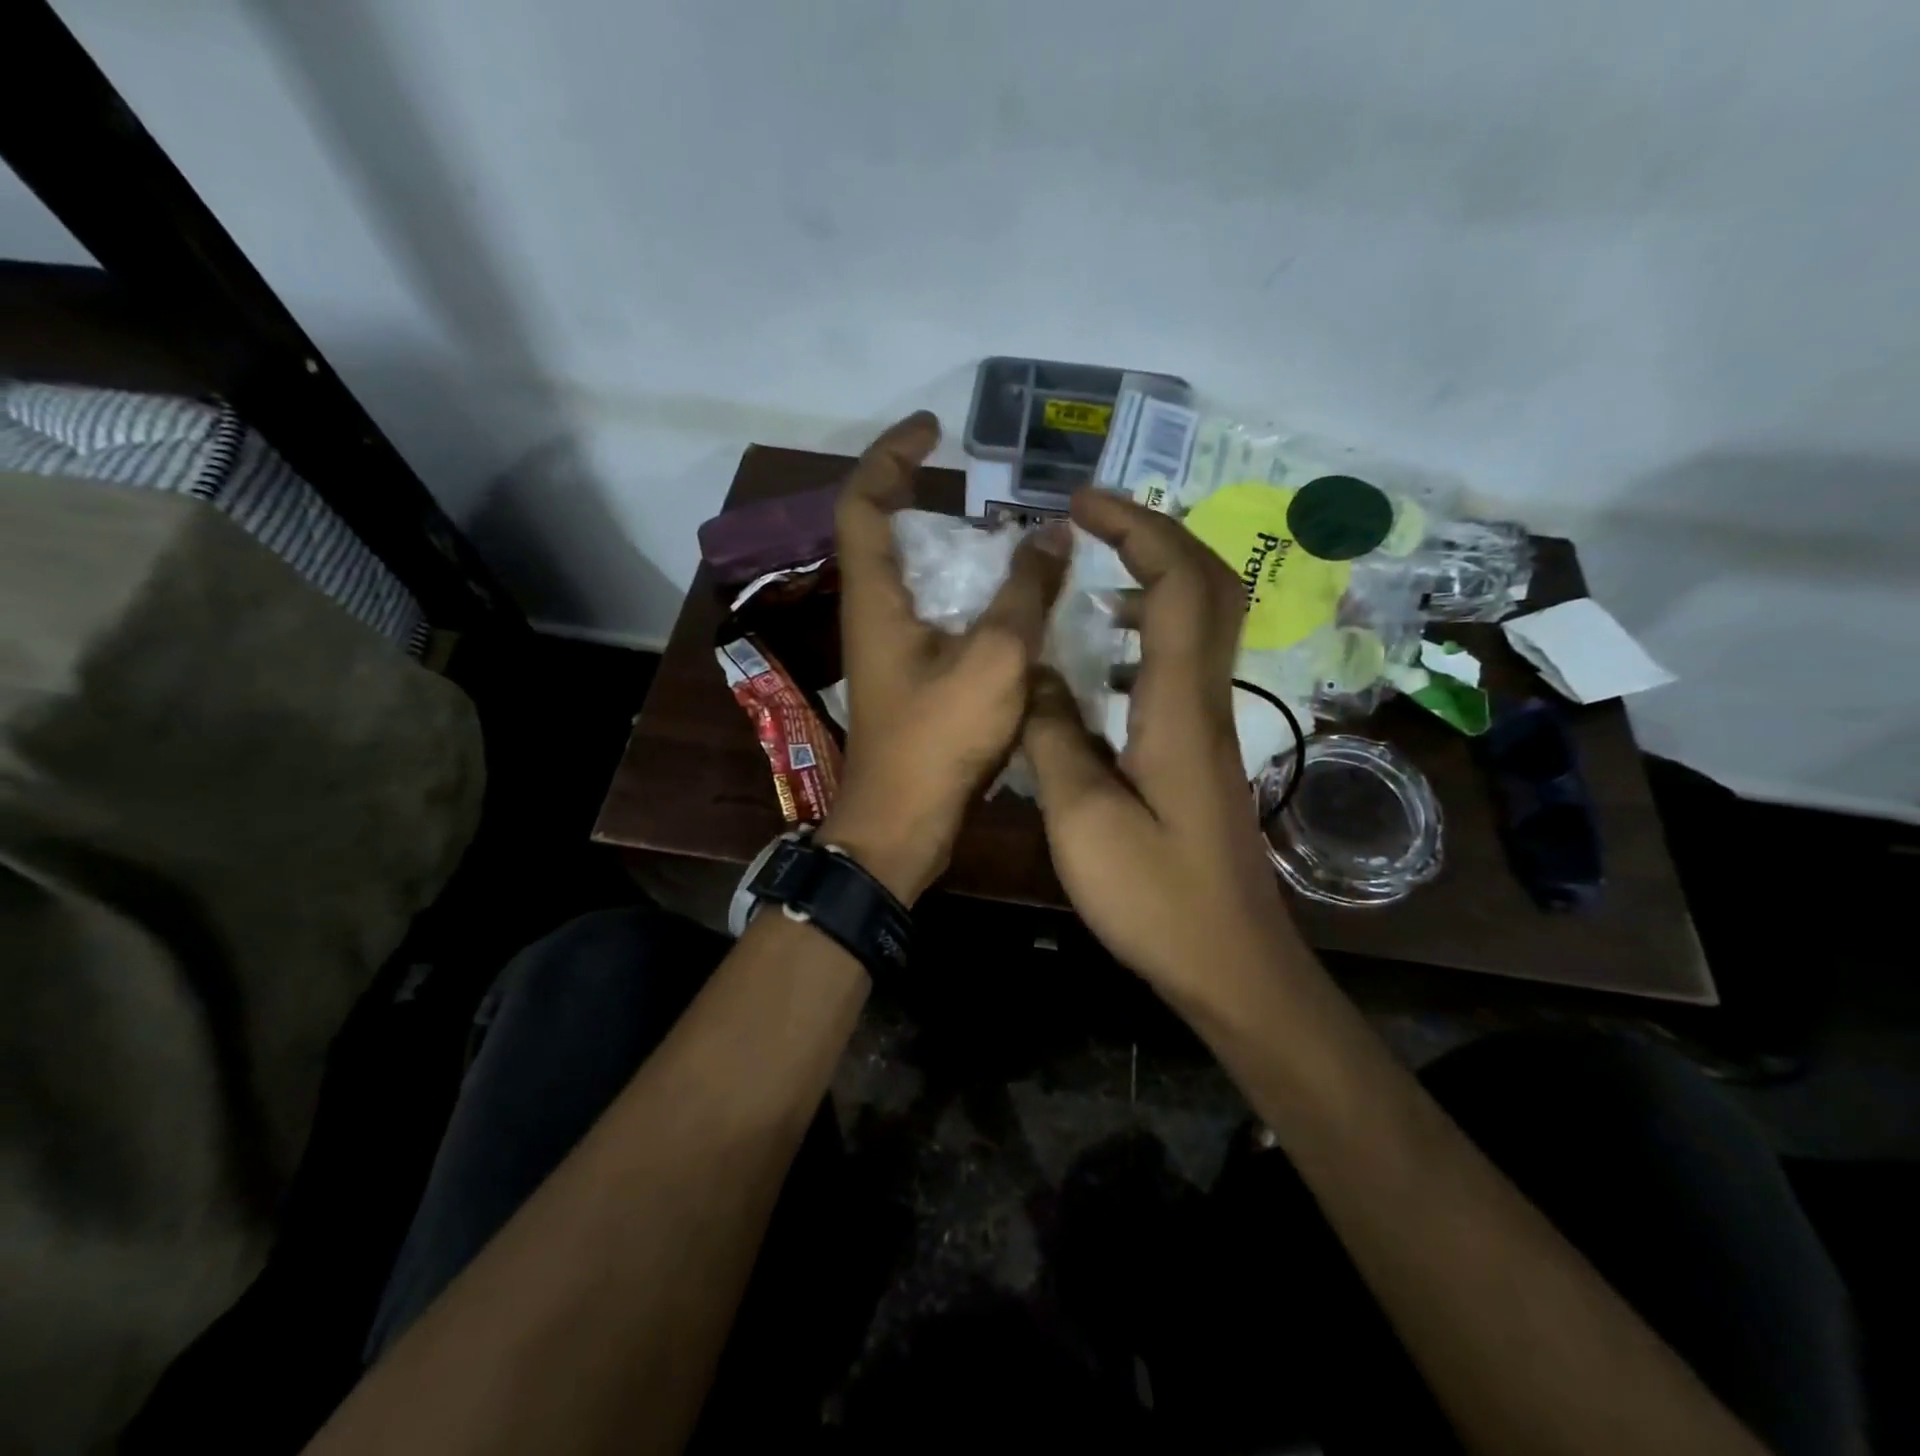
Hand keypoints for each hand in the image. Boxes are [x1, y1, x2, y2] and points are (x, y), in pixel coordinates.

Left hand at [822, 412, 1070, 903]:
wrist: (903, 822)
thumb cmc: (938, 740)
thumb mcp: (994, 659)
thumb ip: (1025, 593)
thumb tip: (1053, 534)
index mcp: (875, 597)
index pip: (865, 501)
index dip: (892, 455)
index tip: (934, 430)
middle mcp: (874, 612)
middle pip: (888, 532)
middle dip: (929, 498)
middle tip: (986, 487)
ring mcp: (891, 646)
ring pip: (917, 576)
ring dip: (957, 550)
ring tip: (1014, 538)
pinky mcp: (911, 674)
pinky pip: (937, 614)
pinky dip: (970, 595)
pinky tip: (1016, 601)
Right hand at [1022, 490, 1296, 1011]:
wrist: (1230, 964)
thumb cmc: (1156, 899)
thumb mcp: (1082, 820)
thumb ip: (1054, 737)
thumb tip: (1035, 676)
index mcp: (1178, 706)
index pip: (1176, 584)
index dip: (1133, 528)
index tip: (1079, 503)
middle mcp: (1206, 700)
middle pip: (1208, 585)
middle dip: (1153, 534)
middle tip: (1091, 521)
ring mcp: (1210, 725)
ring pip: (1202, 621)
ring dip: (1153, 578)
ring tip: (1090, 575)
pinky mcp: (1201, 751)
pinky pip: (1181, 663)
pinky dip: (1146, 631)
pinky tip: (1100, 659)